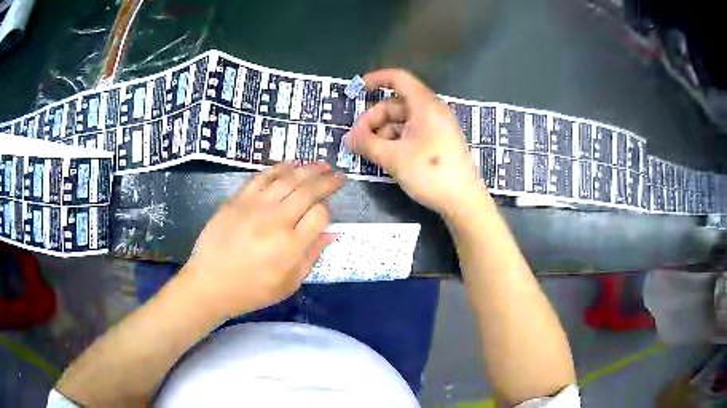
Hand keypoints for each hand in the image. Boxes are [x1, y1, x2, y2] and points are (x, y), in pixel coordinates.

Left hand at [180, 162, 344, 318]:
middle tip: (338, 175)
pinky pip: (262, 177)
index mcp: (290, 246)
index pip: (320, 216)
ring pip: (288, 179)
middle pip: (308, 191)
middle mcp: (276, 221)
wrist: (209, 283)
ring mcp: (255, 207)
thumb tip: (333, 233)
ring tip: (322, 164)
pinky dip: (279, 168)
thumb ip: (312, 257)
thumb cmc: (251, 290)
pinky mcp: (237, 199)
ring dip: (308, 169)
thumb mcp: (288, 284)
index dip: (329, 211)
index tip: (328, 213)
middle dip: (327, 181)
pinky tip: (291, 164)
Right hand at [345, 69, 486, 216]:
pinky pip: (412, 131)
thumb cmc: (430, 173)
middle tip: (358, 139)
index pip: (398, 79)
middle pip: (396, 103)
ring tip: (369, 151)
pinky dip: (395, 139)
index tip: (357, 89)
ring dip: (382, 131)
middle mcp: (432, 110)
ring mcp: (437, 126)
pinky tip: (385, 155)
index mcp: (425, 105)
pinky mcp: (438, 141)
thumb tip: (348, 138)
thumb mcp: (393, 158)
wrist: (463, 201)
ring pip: (402, 119)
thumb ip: (367, 143)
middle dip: (373, 118)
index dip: (376, 79)